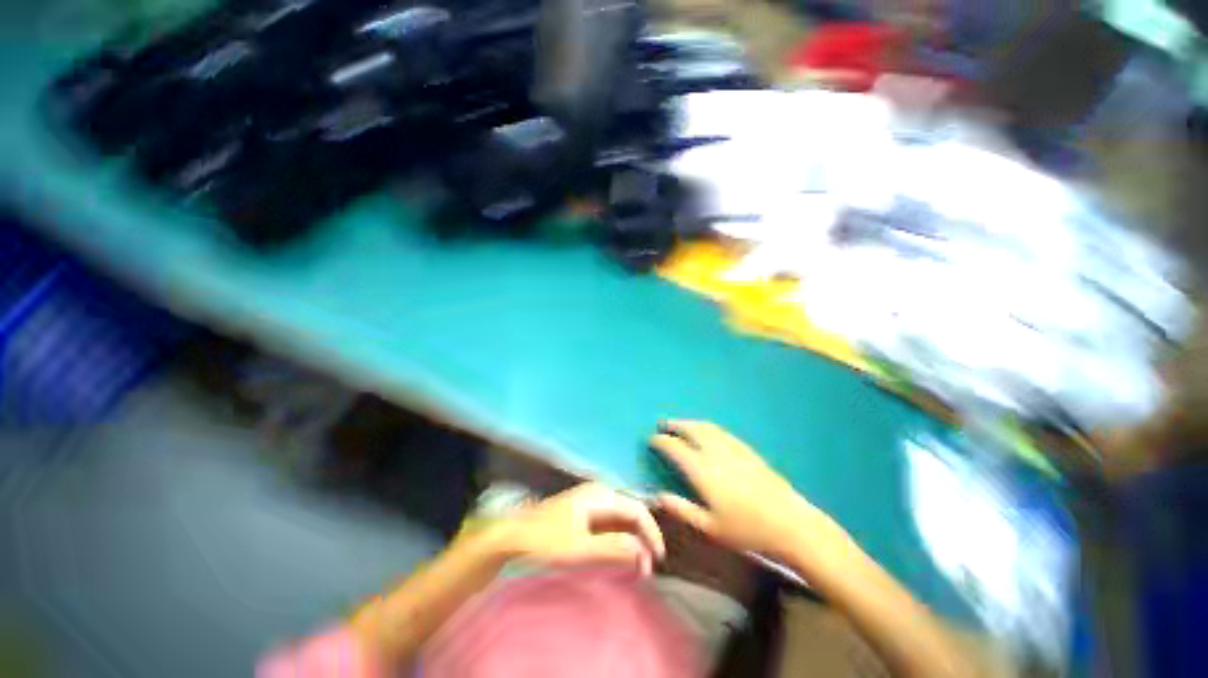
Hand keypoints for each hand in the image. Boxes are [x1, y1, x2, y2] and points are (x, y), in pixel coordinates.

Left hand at [490, 482, 665, 574]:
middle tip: (646, 568)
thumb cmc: (546, 541)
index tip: (658, 560)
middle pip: (631, 512)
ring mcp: (591, 500)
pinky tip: (618, 554)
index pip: (638, 510)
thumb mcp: (581, 548)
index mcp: (602, 495)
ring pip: (621, 518)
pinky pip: (609, 522)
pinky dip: (618, 538)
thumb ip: (613, 547)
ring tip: (636, 566)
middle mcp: (600, 492)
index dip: (651, 533)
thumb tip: (642, 550)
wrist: (513, 535)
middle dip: (642, 538)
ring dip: (631, 540)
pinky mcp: (584, 511)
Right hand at [650, 420, 845, 559]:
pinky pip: (720, 431)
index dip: (661, 441)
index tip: (651, 439)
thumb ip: (681, 509)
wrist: (790, 524)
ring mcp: (733, 448)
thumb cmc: (746, 530)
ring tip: (680, 424)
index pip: (675, 447)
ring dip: (690, 423)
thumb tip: (656, 497)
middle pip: (690, 429)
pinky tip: (707, 433)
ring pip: (706, 427)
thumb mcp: (709, 527)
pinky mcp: (747, 449)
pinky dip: (706, 427)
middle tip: (663, 424)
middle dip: (674, 424)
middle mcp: (715, 452)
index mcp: (702, 470)